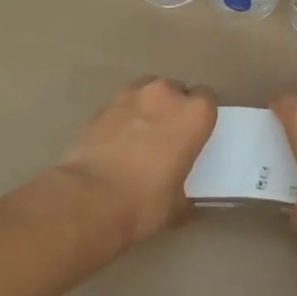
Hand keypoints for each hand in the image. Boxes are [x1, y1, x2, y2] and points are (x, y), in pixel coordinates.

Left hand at [55, 77, 217, 247]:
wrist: (89, 199)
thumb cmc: (145, 202)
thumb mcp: (178, 205)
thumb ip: (184, 189)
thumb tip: (181, 198)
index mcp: (194, 114)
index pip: (207, 98)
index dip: (200, 116)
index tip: (195, 134)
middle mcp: (165, 94)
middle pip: (175, 90)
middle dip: (173, 108)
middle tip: (167, 137)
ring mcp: (130, 96)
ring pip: (146, 91)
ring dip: (147, 107)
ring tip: (140, 135)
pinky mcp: (101, 107)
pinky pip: (120, 106)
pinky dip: (122, 118)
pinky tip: (116, 143)